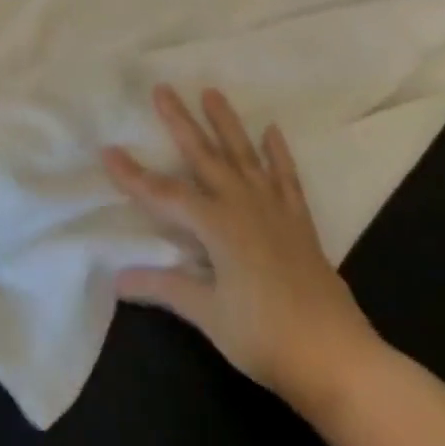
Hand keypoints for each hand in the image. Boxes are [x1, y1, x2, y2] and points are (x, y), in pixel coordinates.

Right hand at [103, 84, 379, 410]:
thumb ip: (166, 287)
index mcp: (217, 225)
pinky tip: (272, 131)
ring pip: (244, 155)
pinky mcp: (299, 221)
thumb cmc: (265, 338)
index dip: (134, 175)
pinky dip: (278, 154)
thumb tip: (118, 278)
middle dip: (180, 122)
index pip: (165, 195)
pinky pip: (286, 178)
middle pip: (204, 156)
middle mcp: (243, 205)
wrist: (336, 357)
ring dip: (226, 123)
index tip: (108, 151)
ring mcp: (274, 209)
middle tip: (163, 88)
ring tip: (212, 92)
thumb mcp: (209, 315)